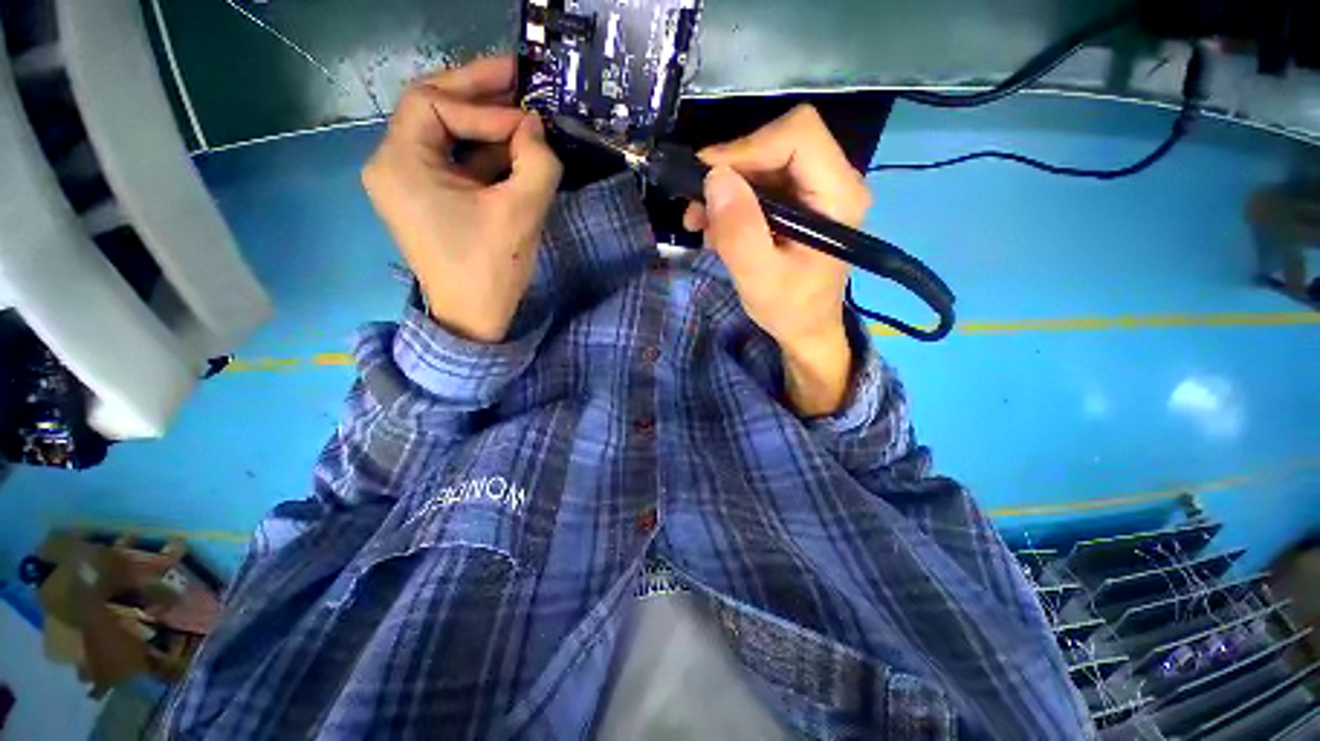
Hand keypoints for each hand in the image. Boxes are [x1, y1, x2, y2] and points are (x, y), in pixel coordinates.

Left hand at [363, 57, 561, 342]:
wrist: (475, 320)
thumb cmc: (490, 269)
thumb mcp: (520, 213)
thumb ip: (537, 162)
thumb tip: (537, 128)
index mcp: (399, 163)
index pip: (434, 105)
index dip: (484, 105)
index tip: (529, 121)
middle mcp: (394, 163)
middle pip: (432, 108)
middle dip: (478, 92)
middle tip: (519, 75)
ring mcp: (410, 182)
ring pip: (447, 134)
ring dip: (487, 123)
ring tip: (524, 112)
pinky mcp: (431, 199)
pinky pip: (456, 162)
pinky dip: (486, 153)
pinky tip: (515, 150)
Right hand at [683, 105, 872, 415]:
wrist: (805, 330)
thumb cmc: (790, 310)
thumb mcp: (759, 278)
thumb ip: (740, 231)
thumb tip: (714, 178)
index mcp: (838, 195)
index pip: (798, 135)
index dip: (749, 147)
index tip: (708, 179)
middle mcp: (833, 182)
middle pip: (777, 144)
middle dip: (730, 171)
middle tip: (696, 205)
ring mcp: (815, 191)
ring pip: (763, 162)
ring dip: (724, 189)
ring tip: (699, 223)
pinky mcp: (798, 203)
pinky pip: (759, 184)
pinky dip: (731, 202)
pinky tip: (715, 230)